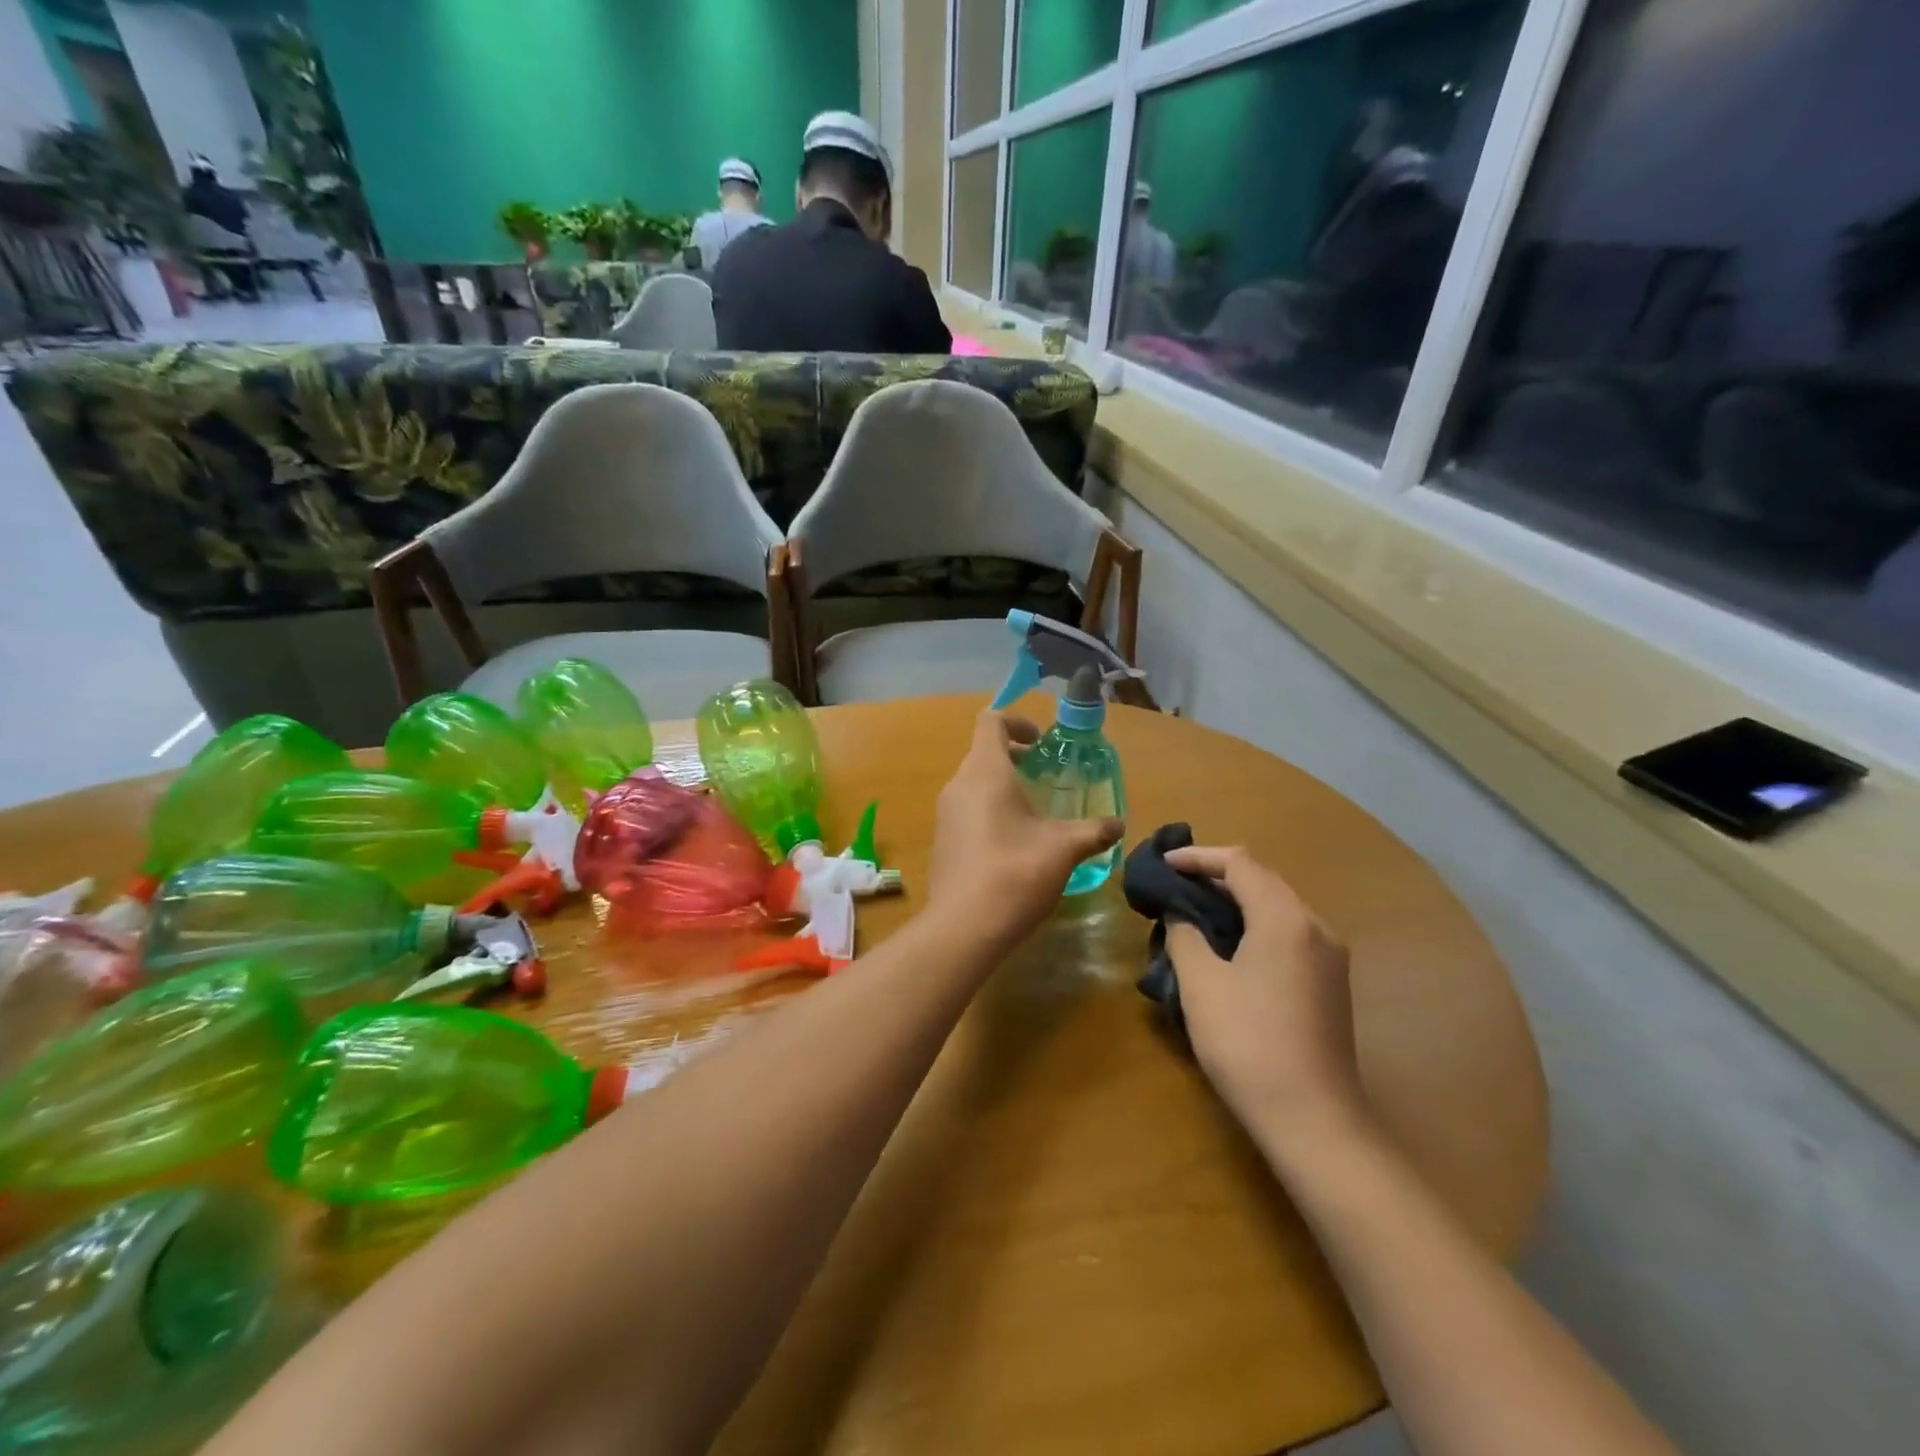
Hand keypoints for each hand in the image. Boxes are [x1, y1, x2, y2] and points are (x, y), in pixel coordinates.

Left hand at [926, 713, 1123, 949]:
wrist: (963, 926)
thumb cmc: (1015, 873)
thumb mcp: (1064, 849)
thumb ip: (1093, 831)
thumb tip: (1119, 825)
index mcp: (985, 772)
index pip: (991, 722)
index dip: (1017, 721)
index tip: (1042, 742)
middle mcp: (958, 785)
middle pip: (983, 752)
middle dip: (1015, 757)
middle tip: (1046, 776)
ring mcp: (945, 813)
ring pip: (974, 783)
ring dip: (1003, 786)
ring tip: (1035, 813)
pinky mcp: (942, 840)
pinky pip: (966, 809)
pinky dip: (989, 810)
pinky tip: (1014, 843)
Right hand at [1164, 846, 1366, 1146]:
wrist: (1313, 1121)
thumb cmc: (1248, 1044)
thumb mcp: (1201, 984)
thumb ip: (1184, 934)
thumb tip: (1178, 911)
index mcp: (1285, 918)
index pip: (1239, 862)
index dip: (1197, 856)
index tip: (1162, 864)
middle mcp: (1315, 926)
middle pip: (1263, 879)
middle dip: (1216, 875)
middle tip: (1174, 884)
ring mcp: (1330, 956)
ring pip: (1278, 906)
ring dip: (1237, 900)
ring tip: (1195, 911)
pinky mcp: (1331, 983)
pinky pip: (1289, 933)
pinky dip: (1255, 924)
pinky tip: (1229, 946)